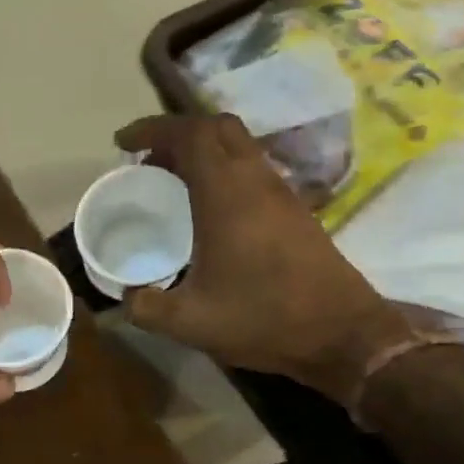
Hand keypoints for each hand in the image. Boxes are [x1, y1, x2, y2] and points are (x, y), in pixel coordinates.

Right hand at [114, 114, 414, 402]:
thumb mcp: (188, 322)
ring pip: (239, 147)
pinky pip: (252, 169)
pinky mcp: (295, 211)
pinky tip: (206, 209)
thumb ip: (145, 307)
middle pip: (217, 128)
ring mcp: (281, 194)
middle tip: (147, 161)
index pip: (190, 134)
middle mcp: (256, 182)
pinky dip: (222, 171)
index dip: (152, 128)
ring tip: (170, 183)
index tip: (122, 143)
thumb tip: (126, 296)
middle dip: (177, 134)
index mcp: (227, 196)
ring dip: (202, 152)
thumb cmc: (263, 319)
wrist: (342, 335)